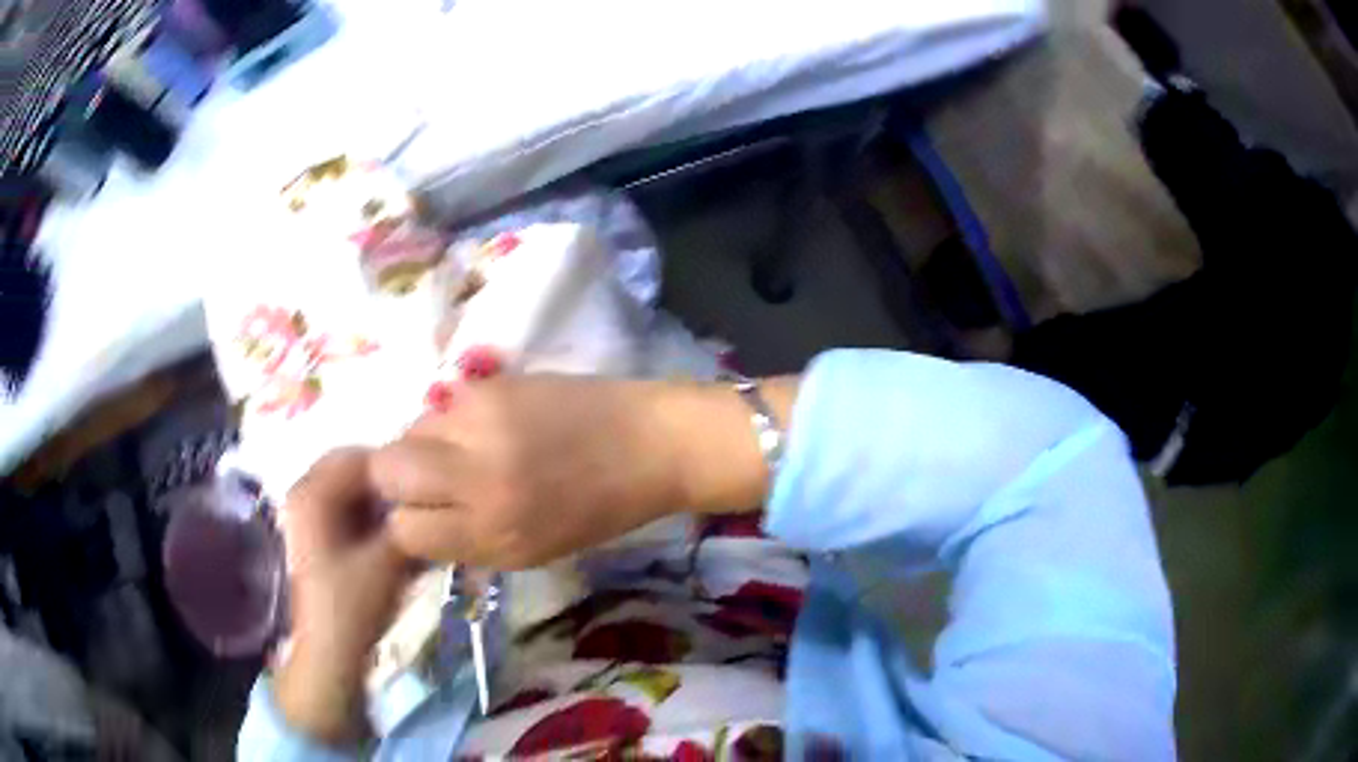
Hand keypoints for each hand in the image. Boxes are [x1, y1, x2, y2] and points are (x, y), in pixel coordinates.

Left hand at [274, 449, 413, 745]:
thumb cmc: (354, 603)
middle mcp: (304, 493)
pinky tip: (394, 534)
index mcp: (312, 492)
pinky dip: (371, 515)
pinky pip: (347, 508)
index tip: (430, 483)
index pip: (359, 456)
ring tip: (413, 518)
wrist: (330, 650)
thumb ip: (409, 520)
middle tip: (424, 500)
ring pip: (351, 489)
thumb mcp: (389, 558)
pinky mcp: (316, 534)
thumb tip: (432, 494)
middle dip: (389, 482)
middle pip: (353, 469)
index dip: (396, 465)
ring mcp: (307, 514)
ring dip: (382, 499)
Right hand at [371, 376, 692, 568]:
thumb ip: (467, 542)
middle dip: (394, 479)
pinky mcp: (492, 383)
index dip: (408, 526)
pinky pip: (444, 404)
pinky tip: (485, 427)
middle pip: (388, 468)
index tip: (423, 519)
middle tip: (424, 481)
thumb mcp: (531, 551)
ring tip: (461, 451)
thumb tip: (416, 524)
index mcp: (494, 531)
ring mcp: (482, 422)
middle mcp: (478, 477)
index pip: (406, 529)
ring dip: (423, 445)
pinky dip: (451, 420)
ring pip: (410, 429)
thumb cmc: (597, 510)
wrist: (649, 443)